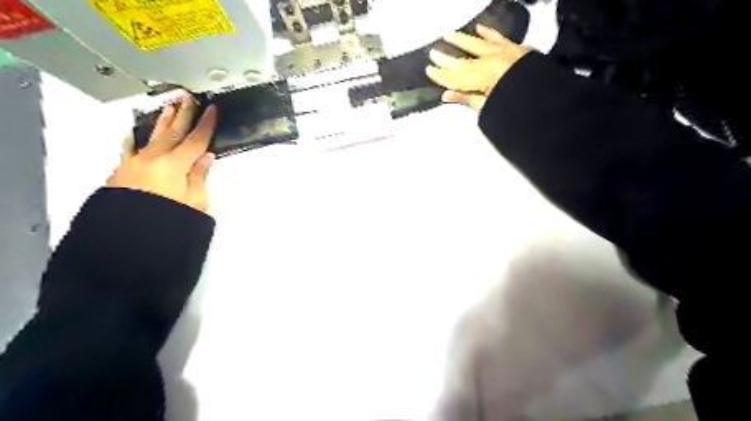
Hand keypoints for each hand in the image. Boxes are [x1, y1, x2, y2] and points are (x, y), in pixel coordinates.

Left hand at [109, 93, 219, 214]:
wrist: (128, 236)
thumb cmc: (166, 220)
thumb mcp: (195, 202)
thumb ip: (199, 177)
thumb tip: (205, 158)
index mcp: (175, 165)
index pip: (196, 140)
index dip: (206, 124)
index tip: (212, 110)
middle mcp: (154, 159)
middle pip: (173, 132)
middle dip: (183, 114)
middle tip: (188, 98)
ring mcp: (136, 163)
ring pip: (152, 135)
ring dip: (162, 120)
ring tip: (168, 107)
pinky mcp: (123, 171)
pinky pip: (130, 148)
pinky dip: (134, 138)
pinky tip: (134, 131)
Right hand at [425, 23, 529, 109]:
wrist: (547, 100)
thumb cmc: (518, 108)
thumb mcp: (488, 108)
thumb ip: (467, 99)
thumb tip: (448, 95)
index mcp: (483, 78)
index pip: (455, 77)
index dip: (441, 75)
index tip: (429, 70)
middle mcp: (491, 62)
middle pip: (464, 61)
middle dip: (447, 58)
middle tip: (433, 53)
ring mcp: (504, 54)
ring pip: (478, 44)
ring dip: (463, 40)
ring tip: (449, 35)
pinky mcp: (516, 50)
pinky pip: (499, 38)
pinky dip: (489, 33)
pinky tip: (480, 28)